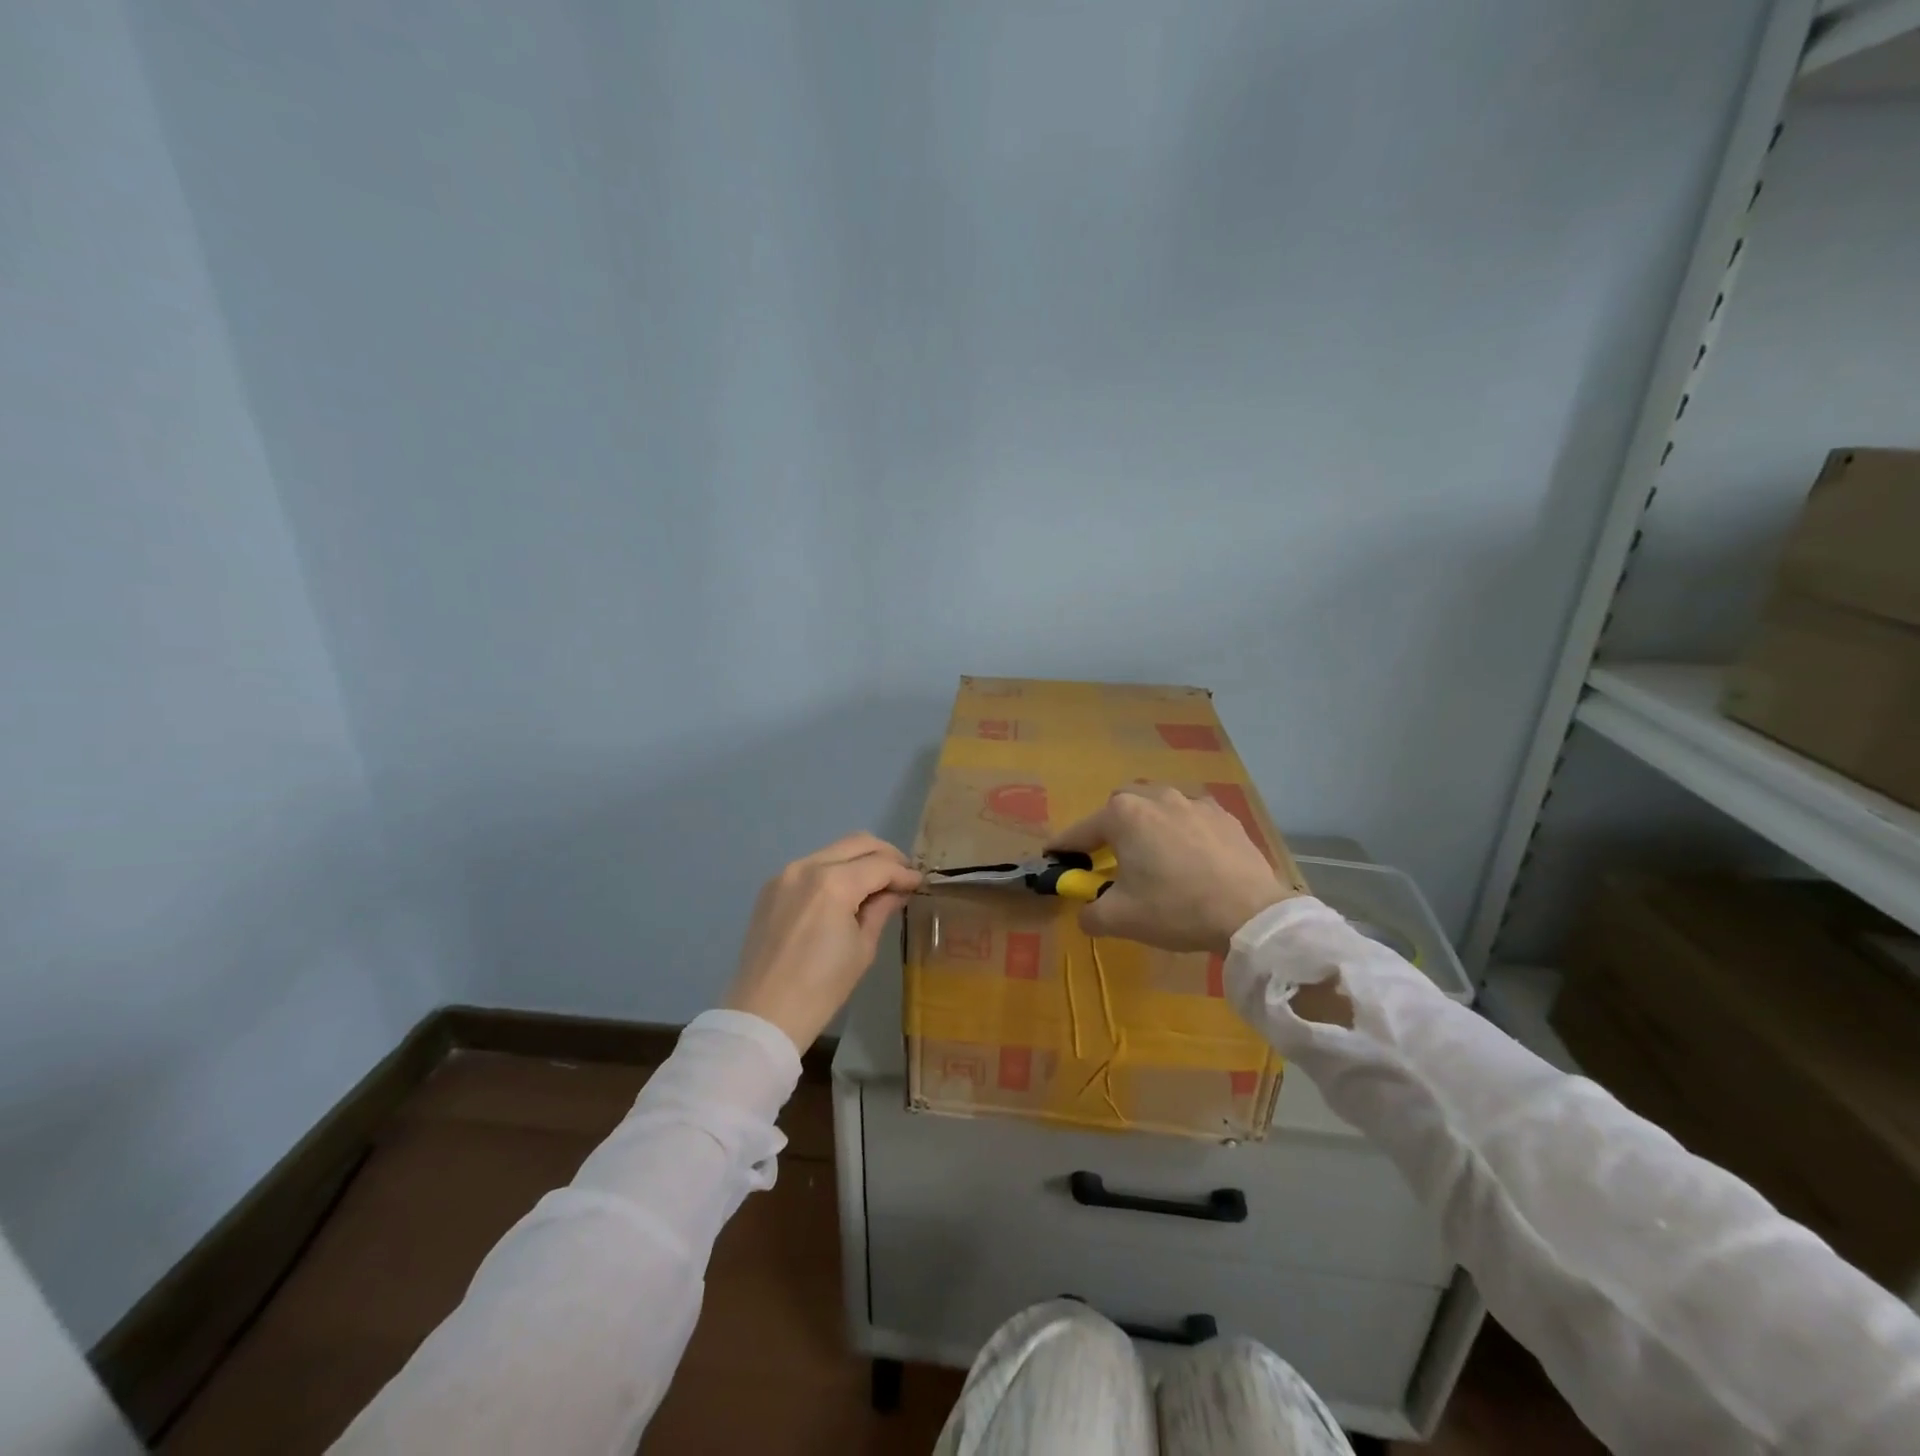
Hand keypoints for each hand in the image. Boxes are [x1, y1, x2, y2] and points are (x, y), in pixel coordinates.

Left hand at [723, 832, 922, 1052]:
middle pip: (857, 843)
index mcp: (833, 883)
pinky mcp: (771, 887)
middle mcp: (807, 867)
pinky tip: (844, 893)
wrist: (764, 1014)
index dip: (904, 873)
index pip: (879, 865)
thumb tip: (897, 890)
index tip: (919, 883)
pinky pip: (812, 866)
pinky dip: (834, 870)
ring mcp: (785, 874)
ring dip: (859, 860)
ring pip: (833, 850)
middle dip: (885, 855)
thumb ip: (881, 909)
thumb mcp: (863, 948)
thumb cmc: (822, 988)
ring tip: (876, 883)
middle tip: (902, 875)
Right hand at [1049, 784, 1295, 952]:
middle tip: (1109, 859)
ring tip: (1154, 857)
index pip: (1081, 831)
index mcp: (1124, 815)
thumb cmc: (1175, 909)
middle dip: (1109, 829)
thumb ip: (1090, 913)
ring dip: (1148, 827)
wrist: (1250, 913)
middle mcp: (1156, 797)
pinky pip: (1191, 818)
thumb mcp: (1120, 919)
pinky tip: (1191, 859)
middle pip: (1120, 808)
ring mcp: (1194, 803)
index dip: (1064, 847)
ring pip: (1158, 808)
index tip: (1053, 858)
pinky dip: (1182, 832)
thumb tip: (1086, 913)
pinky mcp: (1225, 816)